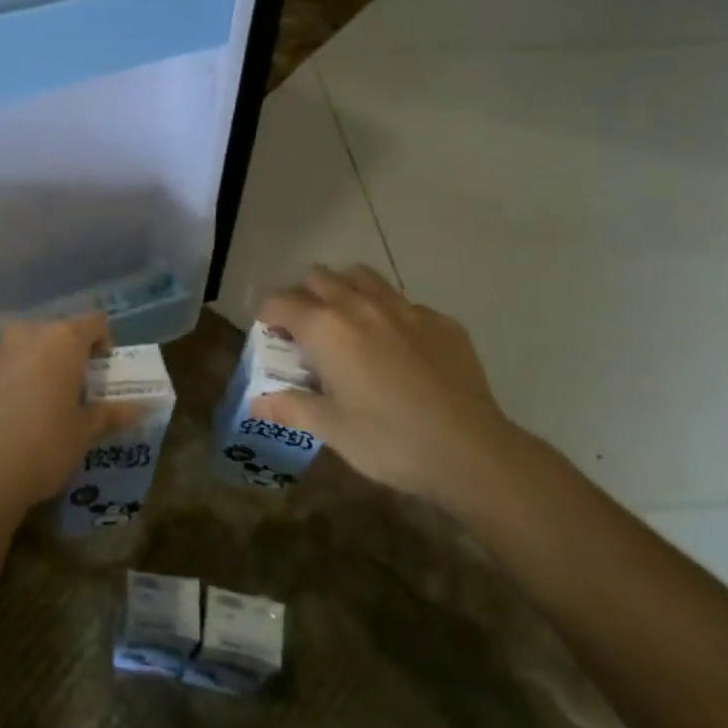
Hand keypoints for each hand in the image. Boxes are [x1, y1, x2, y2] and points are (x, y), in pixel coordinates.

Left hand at [0, 314, 140, 521]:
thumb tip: (140, 408)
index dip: (101, 341)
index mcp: (60, 341)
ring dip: (19, 366)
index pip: (92, 322)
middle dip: (57, 356)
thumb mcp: (83, 435)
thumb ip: (110, 414)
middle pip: (48, 333)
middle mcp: (21, 333)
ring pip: (9, 349)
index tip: (100, 369)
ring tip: (18, 405)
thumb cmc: (42, 449)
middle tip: (60, 392)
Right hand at [255, 265, 520, 508]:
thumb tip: (255, 403)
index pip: (280, 302)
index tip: (271, 337)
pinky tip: (397, 348)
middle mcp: (360, 305)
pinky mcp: (440, 321)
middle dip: (304, 296)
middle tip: (306, 331)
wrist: (471, 452)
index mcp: (325, 328)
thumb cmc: (389, 441)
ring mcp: (404, 308)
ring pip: (361, 276)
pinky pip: (402, 301)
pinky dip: (387, 313)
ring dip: (344, 290)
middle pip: (318, 277)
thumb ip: (289, 407)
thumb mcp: (330, 429)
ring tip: (347, 323)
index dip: (268, 316)